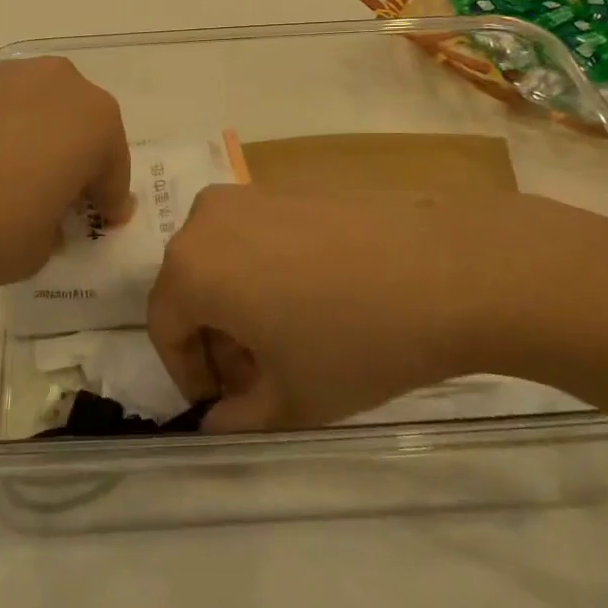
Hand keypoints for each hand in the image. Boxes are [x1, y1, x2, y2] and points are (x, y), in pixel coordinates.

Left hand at [0, 56, 131, 288]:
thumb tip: (43, 215)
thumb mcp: (38, 251)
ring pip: (42, 115)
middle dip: (76, 165)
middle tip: (58, 203)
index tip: (100, 225)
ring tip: (11, 184)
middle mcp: (63, 84)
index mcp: (96, 122)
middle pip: (82, 131)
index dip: (108, 204)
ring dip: (39, 145)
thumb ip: (55, 230)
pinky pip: (3, 110)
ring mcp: (11, 74)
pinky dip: (1, 134)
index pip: (114, 172)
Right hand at [146, 186, 589, 432]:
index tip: (223, 402)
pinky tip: (313, 298)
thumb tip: (214, 420)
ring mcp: (248, 195)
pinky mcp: (286, 186)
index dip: (188, 374)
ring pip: (221, 260)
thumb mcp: (289, 400)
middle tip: (257, 376)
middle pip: (191, 289)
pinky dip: (264, 270)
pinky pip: (254, 235)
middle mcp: (205, 219)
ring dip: (238, 304)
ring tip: (288, 339)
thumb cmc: (353, 341)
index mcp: (190, 268)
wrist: (443, 270)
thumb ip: (237, 419)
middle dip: (216, 339)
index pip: (164, 327)